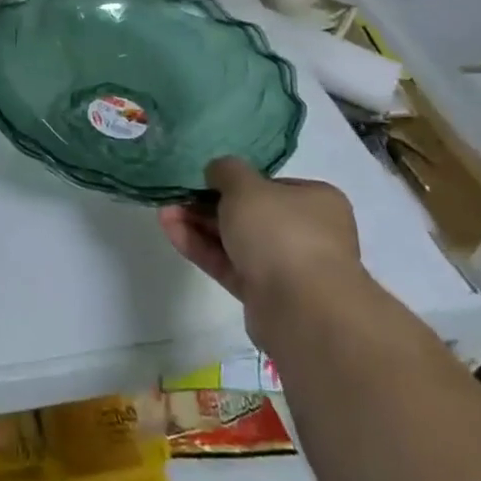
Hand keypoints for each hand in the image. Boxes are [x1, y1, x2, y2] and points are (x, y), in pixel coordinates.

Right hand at [159, 157, 363, 326]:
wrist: (302, 309)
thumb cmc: (280, 232)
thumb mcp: (246, 186)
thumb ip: (226, 171)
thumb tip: (217, 172)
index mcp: (316, 201)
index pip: (270, 185)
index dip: (234, 181)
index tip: (203, 179)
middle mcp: (307, 232)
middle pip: (249, 213)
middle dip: (208, 204)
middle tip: (176, 196)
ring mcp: (286, 266)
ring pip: (236, 240)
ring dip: (199, 225)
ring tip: (164, 212)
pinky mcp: (265, 294)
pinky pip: (229, 264)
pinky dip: (201, 248)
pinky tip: (171, 231)